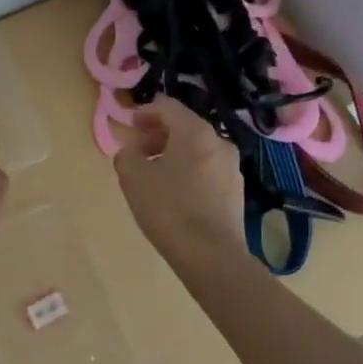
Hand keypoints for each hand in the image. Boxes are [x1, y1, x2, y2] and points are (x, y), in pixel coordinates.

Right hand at [112, 96, 244, 261]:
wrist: (211, 256)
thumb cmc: (168, 208)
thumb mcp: (133, 177)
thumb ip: (126, 155)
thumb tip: (131, 152)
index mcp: (196, 132)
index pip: (167, 106)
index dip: (144, 112)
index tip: (128, 125)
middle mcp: (219, 142)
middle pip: (184, 126)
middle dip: (157, 134)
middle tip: (137, 150)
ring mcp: (232, 168)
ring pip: (196, 149)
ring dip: (172, 153)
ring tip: (152, 173)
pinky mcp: (236, 191)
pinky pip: (206, 169)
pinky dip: (187, 170)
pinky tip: (173, 192)